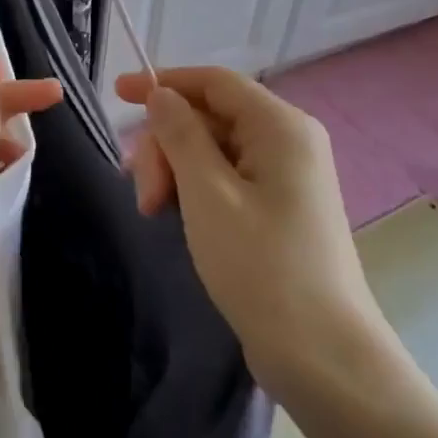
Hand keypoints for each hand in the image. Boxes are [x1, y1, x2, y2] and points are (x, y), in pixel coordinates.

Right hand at [115, 67, 400, 394]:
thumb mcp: (207, 194)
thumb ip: (181, 135)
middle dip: (166, 145)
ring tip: (153, 211)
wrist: (321, 355)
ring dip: (175, 170)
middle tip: (143, 193)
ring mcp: (286, 176)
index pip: (214, 82)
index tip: (116, 94)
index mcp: (280, 127)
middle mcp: (288, 141)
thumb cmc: (261, 266)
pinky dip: (194, 188)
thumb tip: (161, 94)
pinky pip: (227, 177)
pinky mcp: (279, 207)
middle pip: (210, 117)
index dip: (164, 82)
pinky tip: (174, 214)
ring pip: (213, 149)